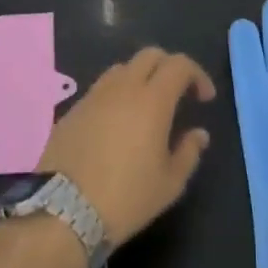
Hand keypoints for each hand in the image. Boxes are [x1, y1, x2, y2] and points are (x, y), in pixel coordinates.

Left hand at [37, 48, 214, 243]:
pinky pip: (100, 89)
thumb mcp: (169, 183)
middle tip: (178, 94)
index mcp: (152, 99)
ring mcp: (93, 95)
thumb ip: (189, 152)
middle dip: (169, 67)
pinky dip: (116, 95)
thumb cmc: (126, 198)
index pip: (179, 64)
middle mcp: (122, 87)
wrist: (63, 212)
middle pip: (150, 55)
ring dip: (140, 78)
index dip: (197, 74)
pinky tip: (117, 124)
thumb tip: (198, 134)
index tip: (204, 98)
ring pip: (122, 68)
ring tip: (146, 107)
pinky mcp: (72, 110)